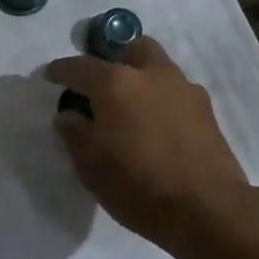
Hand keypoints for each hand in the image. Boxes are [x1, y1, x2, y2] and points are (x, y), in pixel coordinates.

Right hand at [44, 36, 251, 252]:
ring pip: (157, 66)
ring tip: (130, 107)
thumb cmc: (138, 186)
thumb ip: (74, 133)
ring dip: (141, 77)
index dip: (61, 70)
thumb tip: (69, 114)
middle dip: (112, 60)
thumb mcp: (91, 166)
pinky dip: (161, 98)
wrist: (207, 209)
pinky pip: (176, 90)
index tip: (51, 75)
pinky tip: (157, 125)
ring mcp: (183, 88)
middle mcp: (151, 74)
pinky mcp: (206, 109)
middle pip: (130, 49)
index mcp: (116, 84)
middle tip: (101, 86)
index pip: (81, 66)